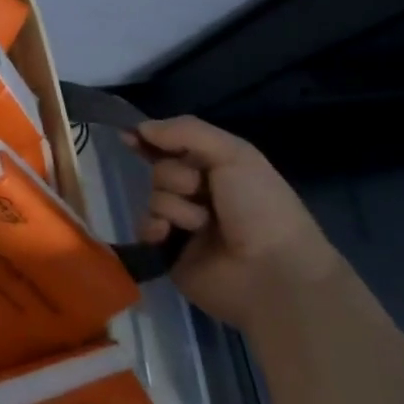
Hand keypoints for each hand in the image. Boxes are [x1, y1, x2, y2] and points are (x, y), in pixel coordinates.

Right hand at [122, 116, 340, 332]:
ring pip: (154, 196)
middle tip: (199, 191)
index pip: (175, 145)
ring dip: (174, 206)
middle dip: (175, 176)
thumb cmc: (260, 207)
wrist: (272, 275)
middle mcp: (200, 193)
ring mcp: (184, 223)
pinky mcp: (170, 251)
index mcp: (218, 168)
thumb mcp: (234, 154)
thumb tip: (140, 128)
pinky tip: (167, 234)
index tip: (130, 136)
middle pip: (161, 168)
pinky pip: (145, 227)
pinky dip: (154, 227)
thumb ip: (185, 131)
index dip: (152, 139)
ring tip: (200, 225)